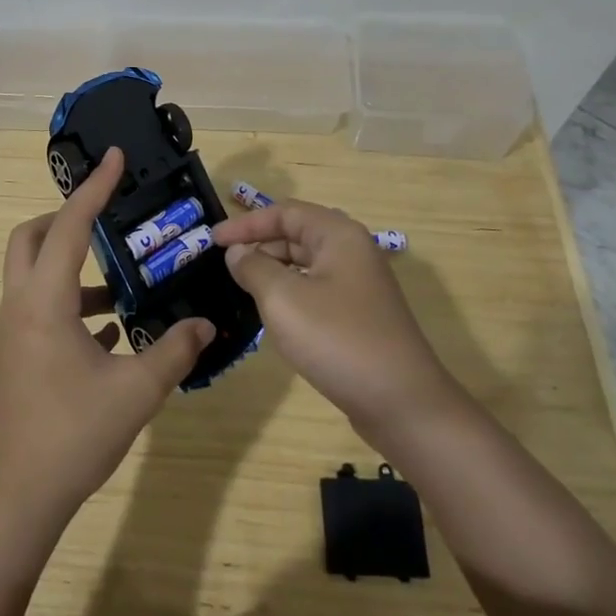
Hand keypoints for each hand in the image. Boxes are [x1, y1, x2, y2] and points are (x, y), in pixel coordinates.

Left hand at [0, 147, 213, 531]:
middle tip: (106, 219)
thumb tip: (206, 324)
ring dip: (71, 266)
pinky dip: (71, 302)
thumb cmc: (71, 435)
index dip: (94, 188)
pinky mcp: (17, 356)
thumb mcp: (136, 392)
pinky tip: (109, 328)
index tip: (115, 158)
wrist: (15, 499)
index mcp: (44, 300)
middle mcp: (21, 305)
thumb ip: (174, 351)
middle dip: (63, 218)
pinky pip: (41, 308)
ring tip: (120, 282)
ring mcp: (15, 332)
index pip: (69, 225)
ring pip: (34, 274)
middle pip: (29, 238)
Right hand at [213, 199, 458, 439]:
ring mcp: (360, 285)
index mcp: (338, 235)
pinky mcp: (360, 315)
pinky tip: (273, 315)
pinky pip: (316, 289)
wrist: (402, 403)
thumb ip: (253, 267)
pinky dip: (290, 293)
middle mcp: (352, 251)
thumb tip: (238, 253)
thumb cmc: (338, 339)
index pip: (284, 212)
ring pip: (306, 264)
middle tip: (225, 265)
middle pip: (296, 234)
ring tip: (242, 288)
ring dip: (273, 271)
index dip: (245, 224)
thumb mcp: (283, 298)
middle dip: (259, 245)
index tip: (212, 240)